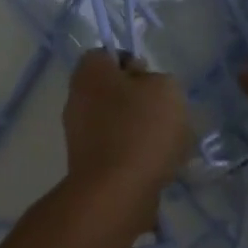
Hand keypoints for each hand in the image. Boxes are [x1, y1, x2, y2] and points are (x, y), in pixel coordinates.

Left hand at [62, 50, 191, 221]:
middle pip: (114, 91)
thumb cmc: (141, 129)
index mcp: (89, 73)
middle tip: (167, 113)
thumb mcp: (166, 88)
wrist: (117, 193)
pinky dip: (137, 156)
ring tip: (171, 145)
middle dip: (142, 101)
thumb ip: (158, 79)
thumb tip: (144, 87)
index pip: (106, 55)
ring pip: (119, 123)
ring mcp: (80, 135)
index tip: (153, 81)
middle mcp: (77, 99)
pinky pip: (119, 151)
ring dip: (143, 131)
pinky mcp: (89, 165)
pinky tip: (160, 166)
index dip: (132, 63)